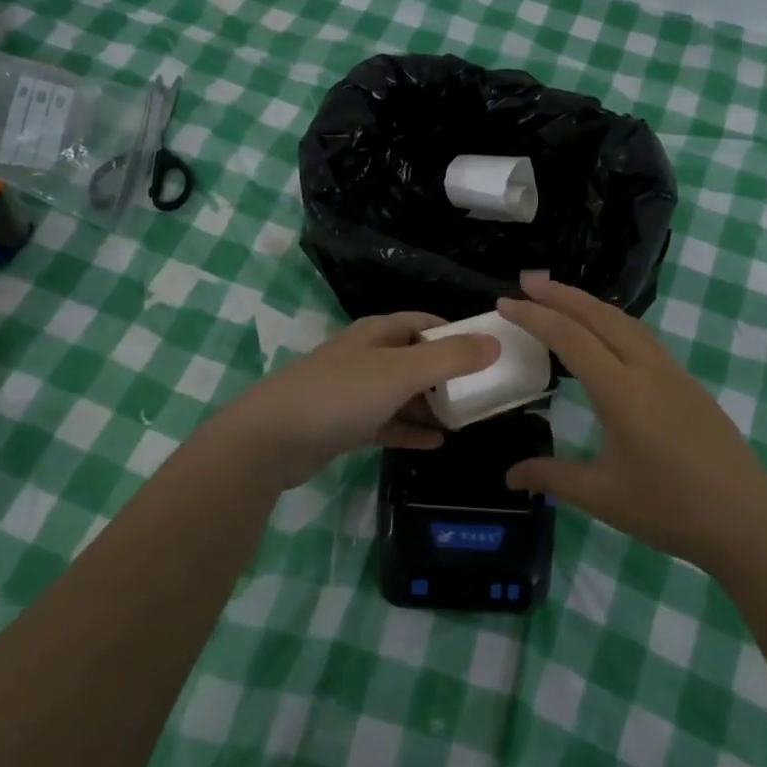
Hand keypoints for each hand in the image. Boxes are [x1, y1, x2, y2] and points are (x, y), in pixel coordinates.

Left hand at [212, 312, 499, 489]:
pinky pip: (388, 423)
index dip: (456, 334)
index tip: (488, 352)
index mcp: (377, 333)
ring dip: (431, 404)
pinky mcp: (345, 424)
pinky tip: (437, 443)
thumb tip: (495, 343)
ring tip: (466, 419)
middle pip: (416, 358)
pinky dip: (411, 429)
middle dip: (449, 374)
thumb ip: (450, 359)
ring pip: (403, 393)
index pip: (425, 323)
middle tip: (483, 392)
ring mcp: (354, 391)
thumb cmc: (339, 395)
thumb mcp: (400, 372)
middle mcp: (366, 356)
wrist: (270, 440)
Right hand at [497, 274, 766, 573]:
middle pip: (599, 315)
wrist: (747, 520)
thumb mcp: (602, 496)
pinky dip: (613, 321)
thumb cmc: (670, 509)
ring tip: (559, 298)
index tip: (505, 302)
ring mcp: (672, 372)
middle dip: (561, 293)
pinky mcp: (687, 383)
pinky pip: (643, 337)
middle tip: (527, 281)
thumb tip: (509, 476)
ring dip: (589, 303)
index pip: (570, 338)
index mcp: (621, 391)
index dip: (534, 316)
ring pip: (625, 321)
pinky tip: (605, 334)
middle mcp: (647, 368)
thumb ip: (552, 477)